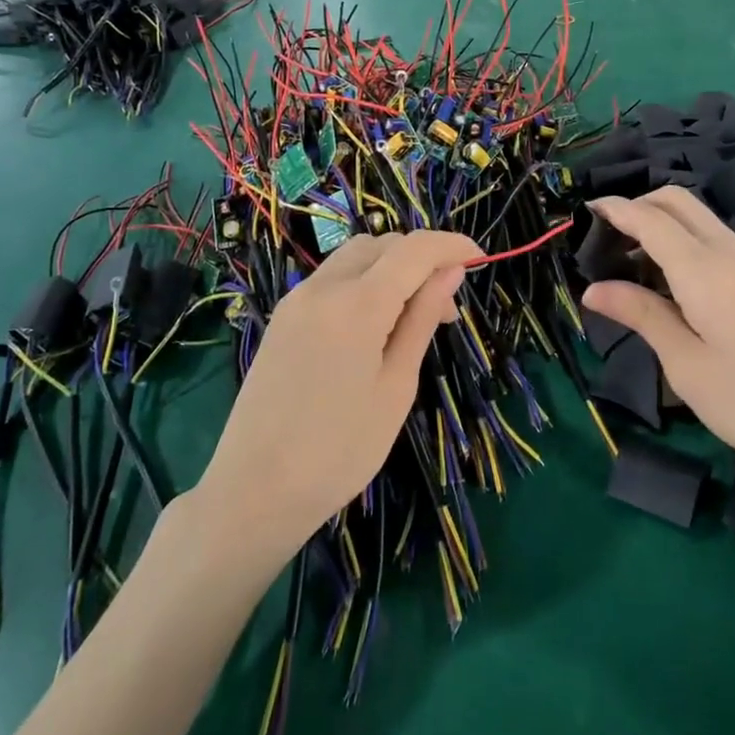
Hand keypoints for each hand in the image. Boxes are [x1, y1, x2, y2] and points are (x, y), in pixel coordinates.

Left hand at [197, 231, 479, 556]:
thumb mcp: (396, 386)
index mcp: (357, 304)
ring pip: (354, 256)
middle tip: (445, 309)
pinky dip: (363, 282)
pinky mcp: (283, 316)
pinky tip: (374, 324)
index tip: (479, 257)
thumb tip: (451, 271)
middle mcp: (323, 287)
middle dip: (421, 259)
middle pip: (382, 244)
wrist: (255, 489)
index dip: (451, 245)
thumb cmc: (340, 449)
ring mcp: (297, 299)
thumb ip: (422, 319)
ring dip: (391, 268)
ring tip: (412, 317)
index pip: (414, 249)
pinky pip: (332, 278)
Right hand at [582, 188, 734, 497]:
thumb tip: (592, 289)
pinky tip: (666, 280)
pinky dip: (680, 240)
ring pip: (696, 217)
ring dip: (659, 223)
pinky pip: (712, 238)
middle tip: (604, 240)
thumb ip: (640, 315)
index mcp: (704, 268)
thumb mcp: (685, 364)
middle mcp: (728, 251)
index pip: (649, 219)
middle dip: (637, 206)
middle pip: (677, 201)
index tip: (581, 213)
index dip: (614, 209)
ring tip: (627, 262)